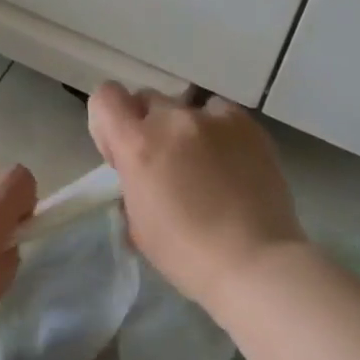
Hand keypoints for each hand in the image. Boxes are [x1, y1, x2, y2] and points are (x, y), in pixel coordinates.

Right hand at [87, 84, 306, 309]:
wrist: (253, 261)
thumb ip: (132, 183)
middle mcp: (174, 120)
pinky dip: (220, 134)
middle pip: (148, 101)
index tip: (121, 154)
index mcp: (138, 145)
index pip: (106, 98)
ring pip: (188, 108)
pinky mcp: (250, 126)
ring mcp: (216, 119)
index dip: (109, 123)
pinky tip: (232, 165)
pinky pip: (223, 116)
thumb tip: (141, 174)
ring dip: (186, 131)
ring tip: (204, 166)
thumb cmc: (186, 254)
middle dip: (148, 128)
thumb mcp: (138, 223)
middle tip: (164, 165)